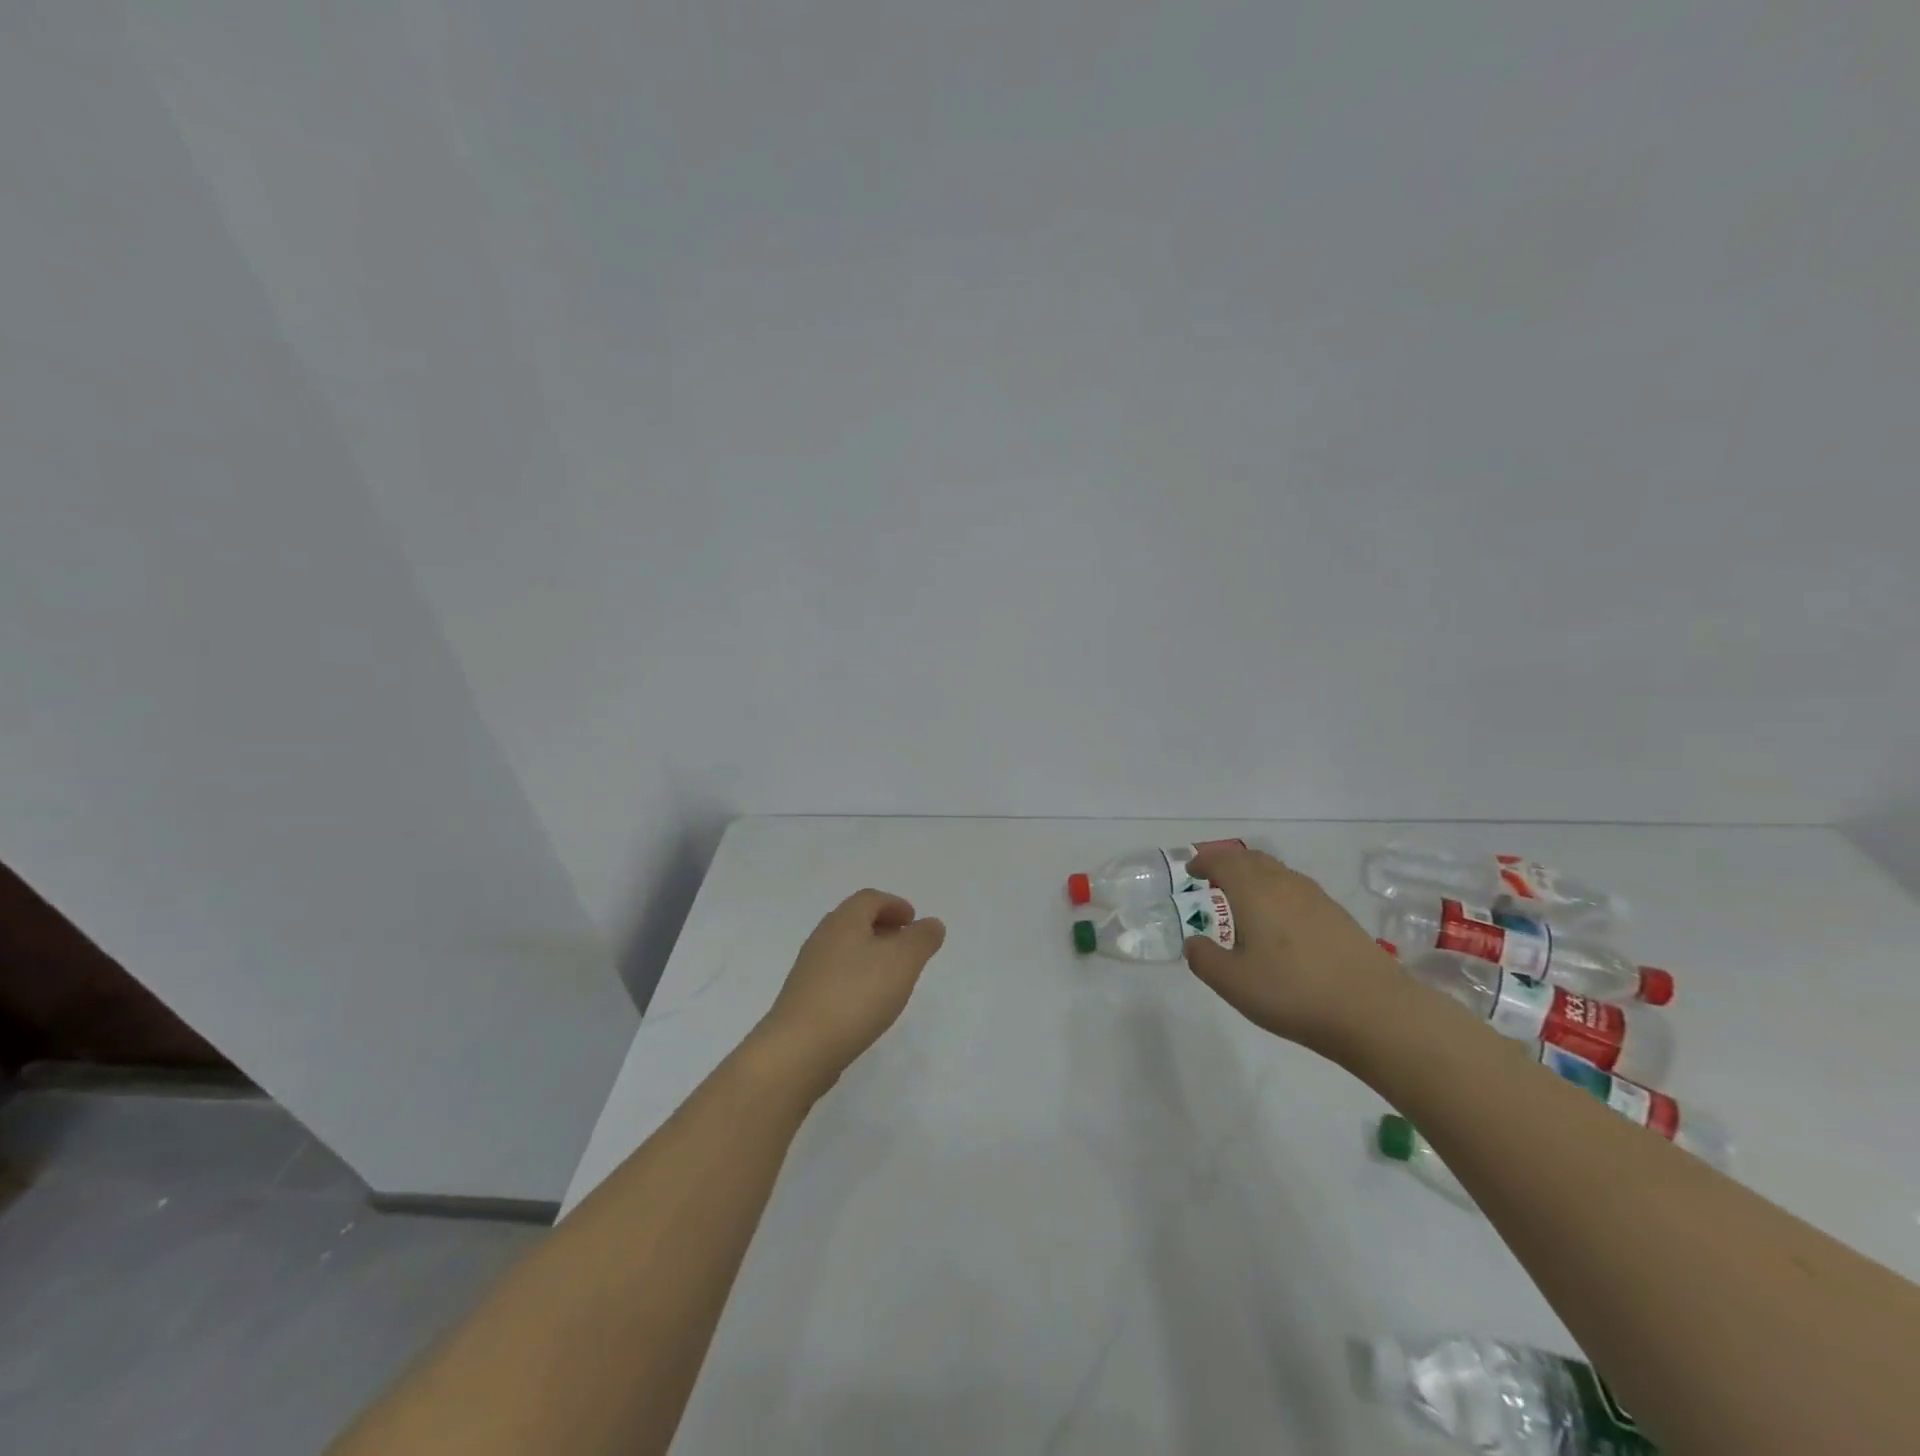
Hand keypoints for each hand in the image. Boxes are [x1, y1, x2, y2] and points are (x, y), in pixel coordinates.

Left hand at [755, 889, 946, 1096]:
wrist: (799, 1049)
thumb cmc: (856, 995)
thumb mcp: (902, 962)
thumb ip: (922, 939)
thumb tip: (931, 924)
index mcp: (844, 921)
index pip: (870, 898)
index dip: (895, 905)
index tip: (913, 921)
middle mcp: (822, 938)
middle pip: (855, 921)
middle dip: (883, 928)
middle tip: (906, 946)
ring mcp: (809, 969)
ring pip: (844, 950)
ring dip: (870, 954)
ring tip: (892, 977)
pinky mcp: (804, 999)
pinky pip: (835, 976)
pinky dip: (856, 978)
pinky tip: (867, 1003)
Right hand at [1182, 846, 1407, 1060]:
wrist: (1374, 1011)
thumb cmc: (1293, 992)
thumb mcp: (1233, 983)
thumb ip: (1204, 959)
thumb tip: (1193, 942)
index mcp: (1254, 891)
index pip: (1223, 862)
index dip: (1204, 862)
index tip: (1191, 870)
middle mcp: (1284, 884)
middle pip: (1251, 859)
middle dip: (1228, 862)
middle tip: (1212, 875)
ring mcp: (1316, 898)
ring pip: (1277, 872)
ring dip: (1254, 875)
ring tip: (1242, 895)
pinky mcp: (1338, 915)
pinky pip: (1296, 889)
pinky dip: (1276, 891)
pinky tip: (1278, 920)